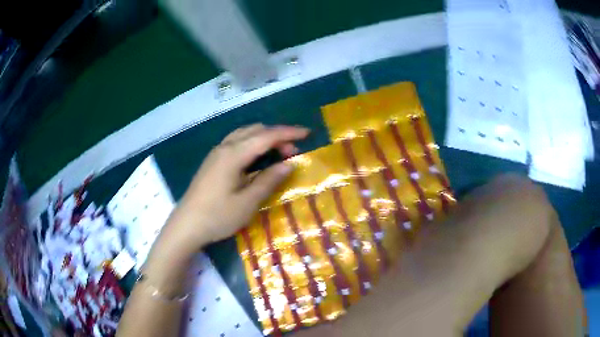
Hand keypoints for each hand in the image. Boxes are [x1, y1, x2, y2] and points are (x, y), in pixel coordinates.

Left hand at [164, 124, 308, 251]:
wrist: (186, 226)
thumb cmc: (217, 216)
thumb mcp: (248, 202)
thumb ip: (268, 180)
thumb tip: (288, 164)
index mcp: (233, 155)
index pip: (266, 136)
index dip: (288, 133)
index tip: (307, 133)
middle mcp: (224, 148)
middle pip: (255, 131)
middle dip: (277, 136)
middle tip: (292, 153)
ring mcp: (216, 154)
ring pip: (244, 134)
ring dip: (264, 138)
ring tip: (278, 154)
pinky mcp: (212, 162)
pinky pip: (236, 143)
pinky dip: (252, 144)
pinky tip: (256, 159)